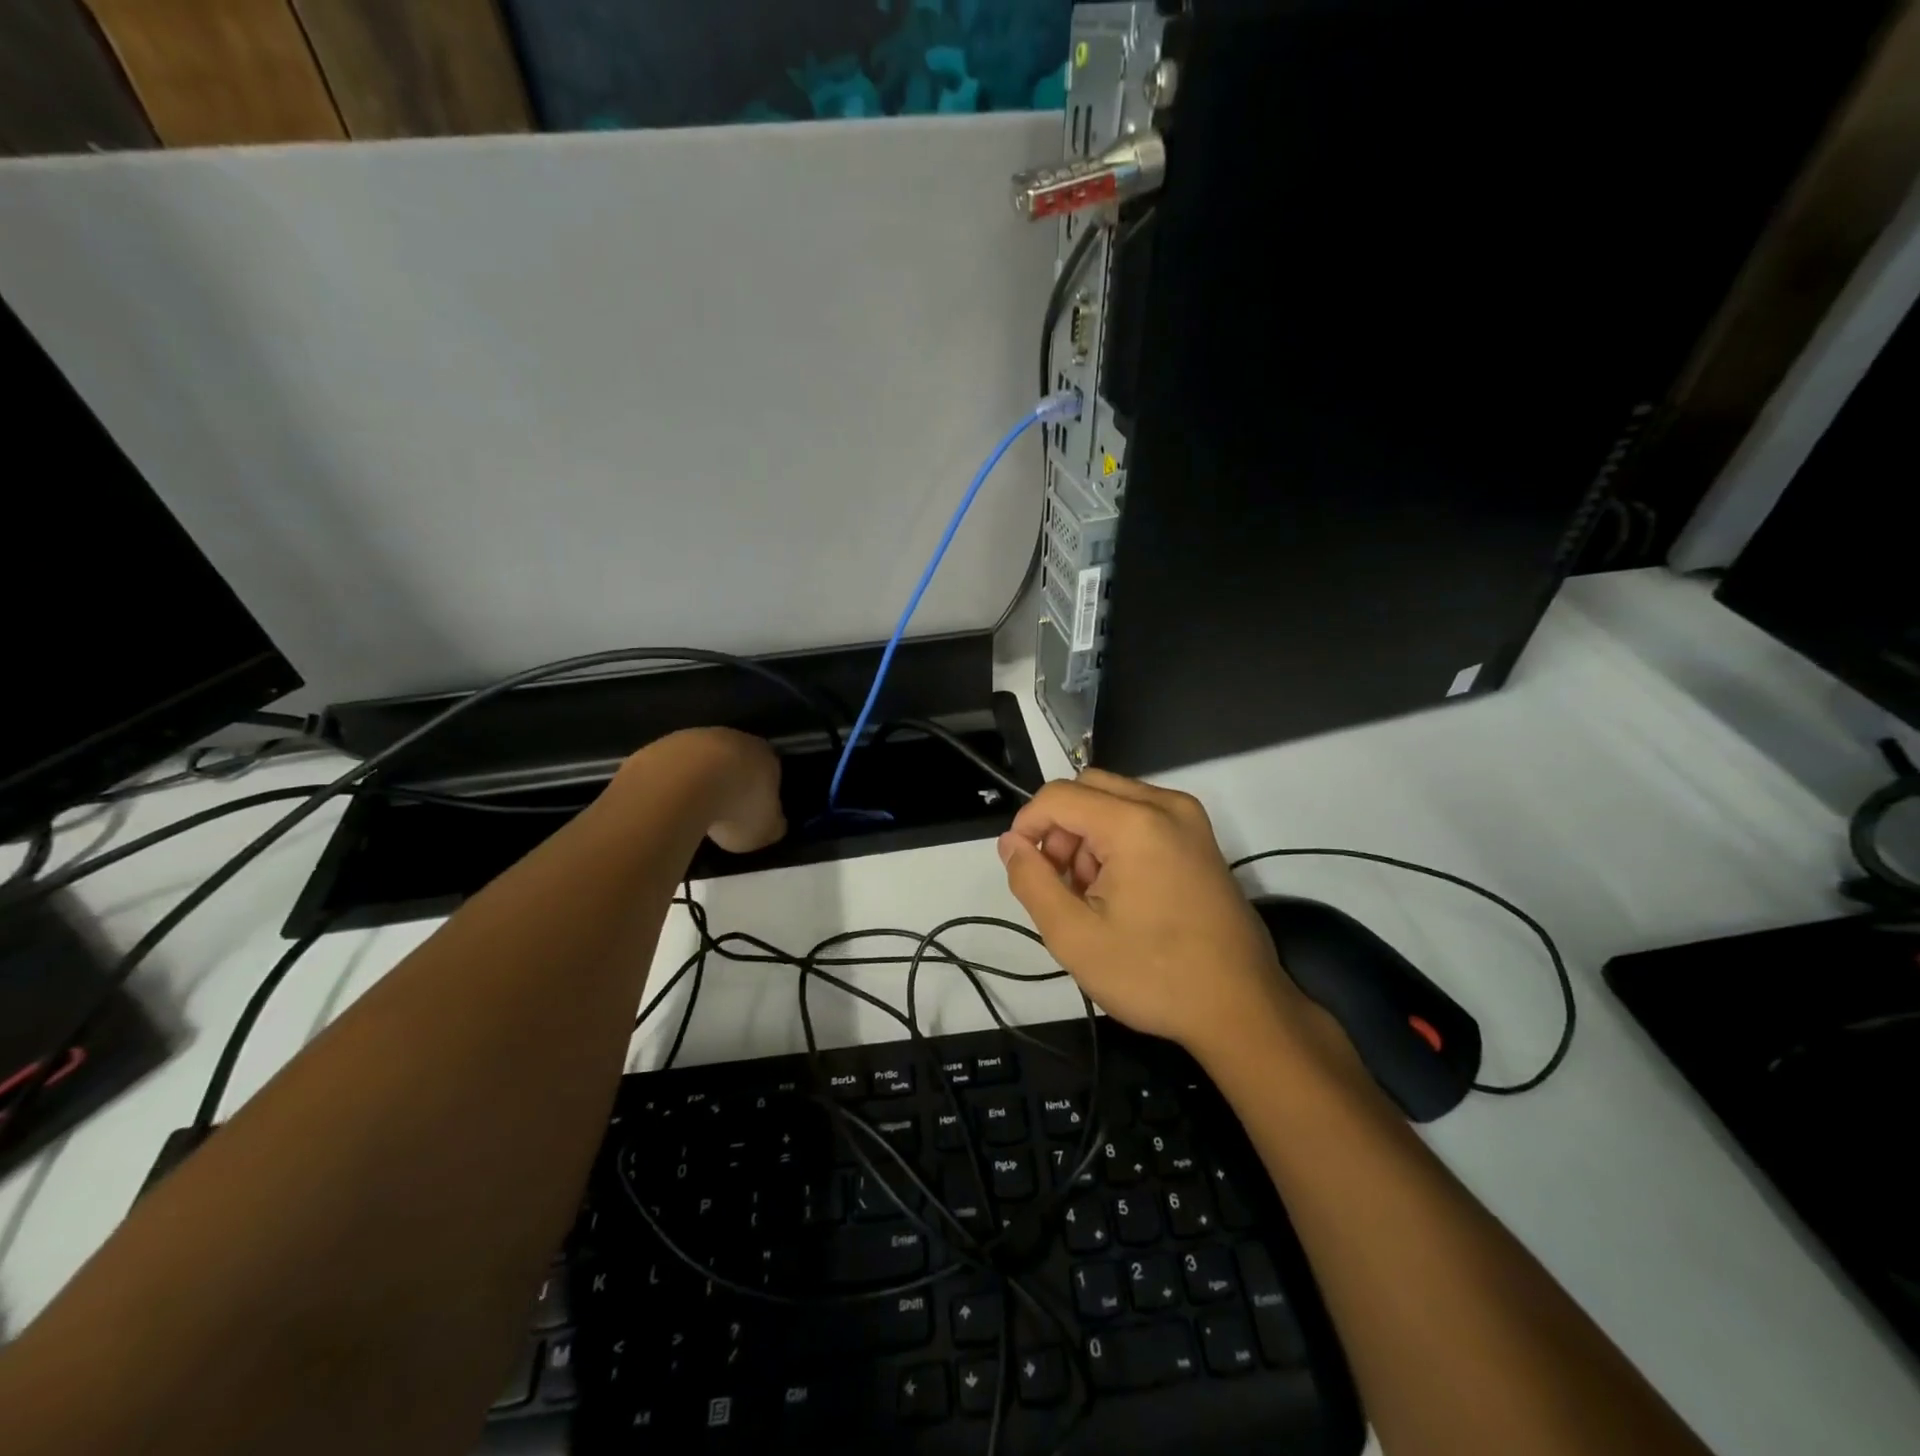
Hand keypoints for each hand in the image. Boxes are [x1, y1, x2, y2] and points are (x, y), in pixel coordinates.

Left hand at [640, 728, 786, 853]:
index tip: (755, 812)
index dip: (764, 791)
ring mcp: (694, 738)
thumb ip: (772, 826)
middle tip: (725, 812)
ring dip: (699, 781)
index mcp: (766, 756)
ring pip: (702, 761)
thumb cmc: (736, 807)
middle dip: (731, 783)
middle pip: (736, 760)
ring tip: (693, 813)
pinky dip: (671, 785)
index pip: (771, 770)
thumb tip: (773, 824)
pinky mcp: (660, 746)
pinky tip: (668, 806)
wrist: (682, 784)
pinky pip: (671, 768)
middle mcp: (734, 739)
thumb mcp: (765, 830)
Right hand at [997, 770, 1308, 1061]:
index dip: (1027, 826)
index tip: (1024, 869)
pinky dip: (1117, 840)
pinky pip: (1141, 815)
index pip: (1058, 796)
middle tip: (1062, 884)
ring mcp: (1189, 819)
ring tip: (1093, 896)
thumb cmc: (1154, 975)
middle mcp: (1166, 805)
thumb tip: (1011, 842)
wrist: (1242, 1008)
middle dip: (1060, 829)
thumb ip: (1032, 881)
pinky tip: (1122, 891)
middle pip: (1086, 789)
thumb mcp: (1074, 937)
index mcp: (1135, 823)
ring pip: (1113, 800)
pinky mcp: (1200, 838)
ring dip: (1088, 835)